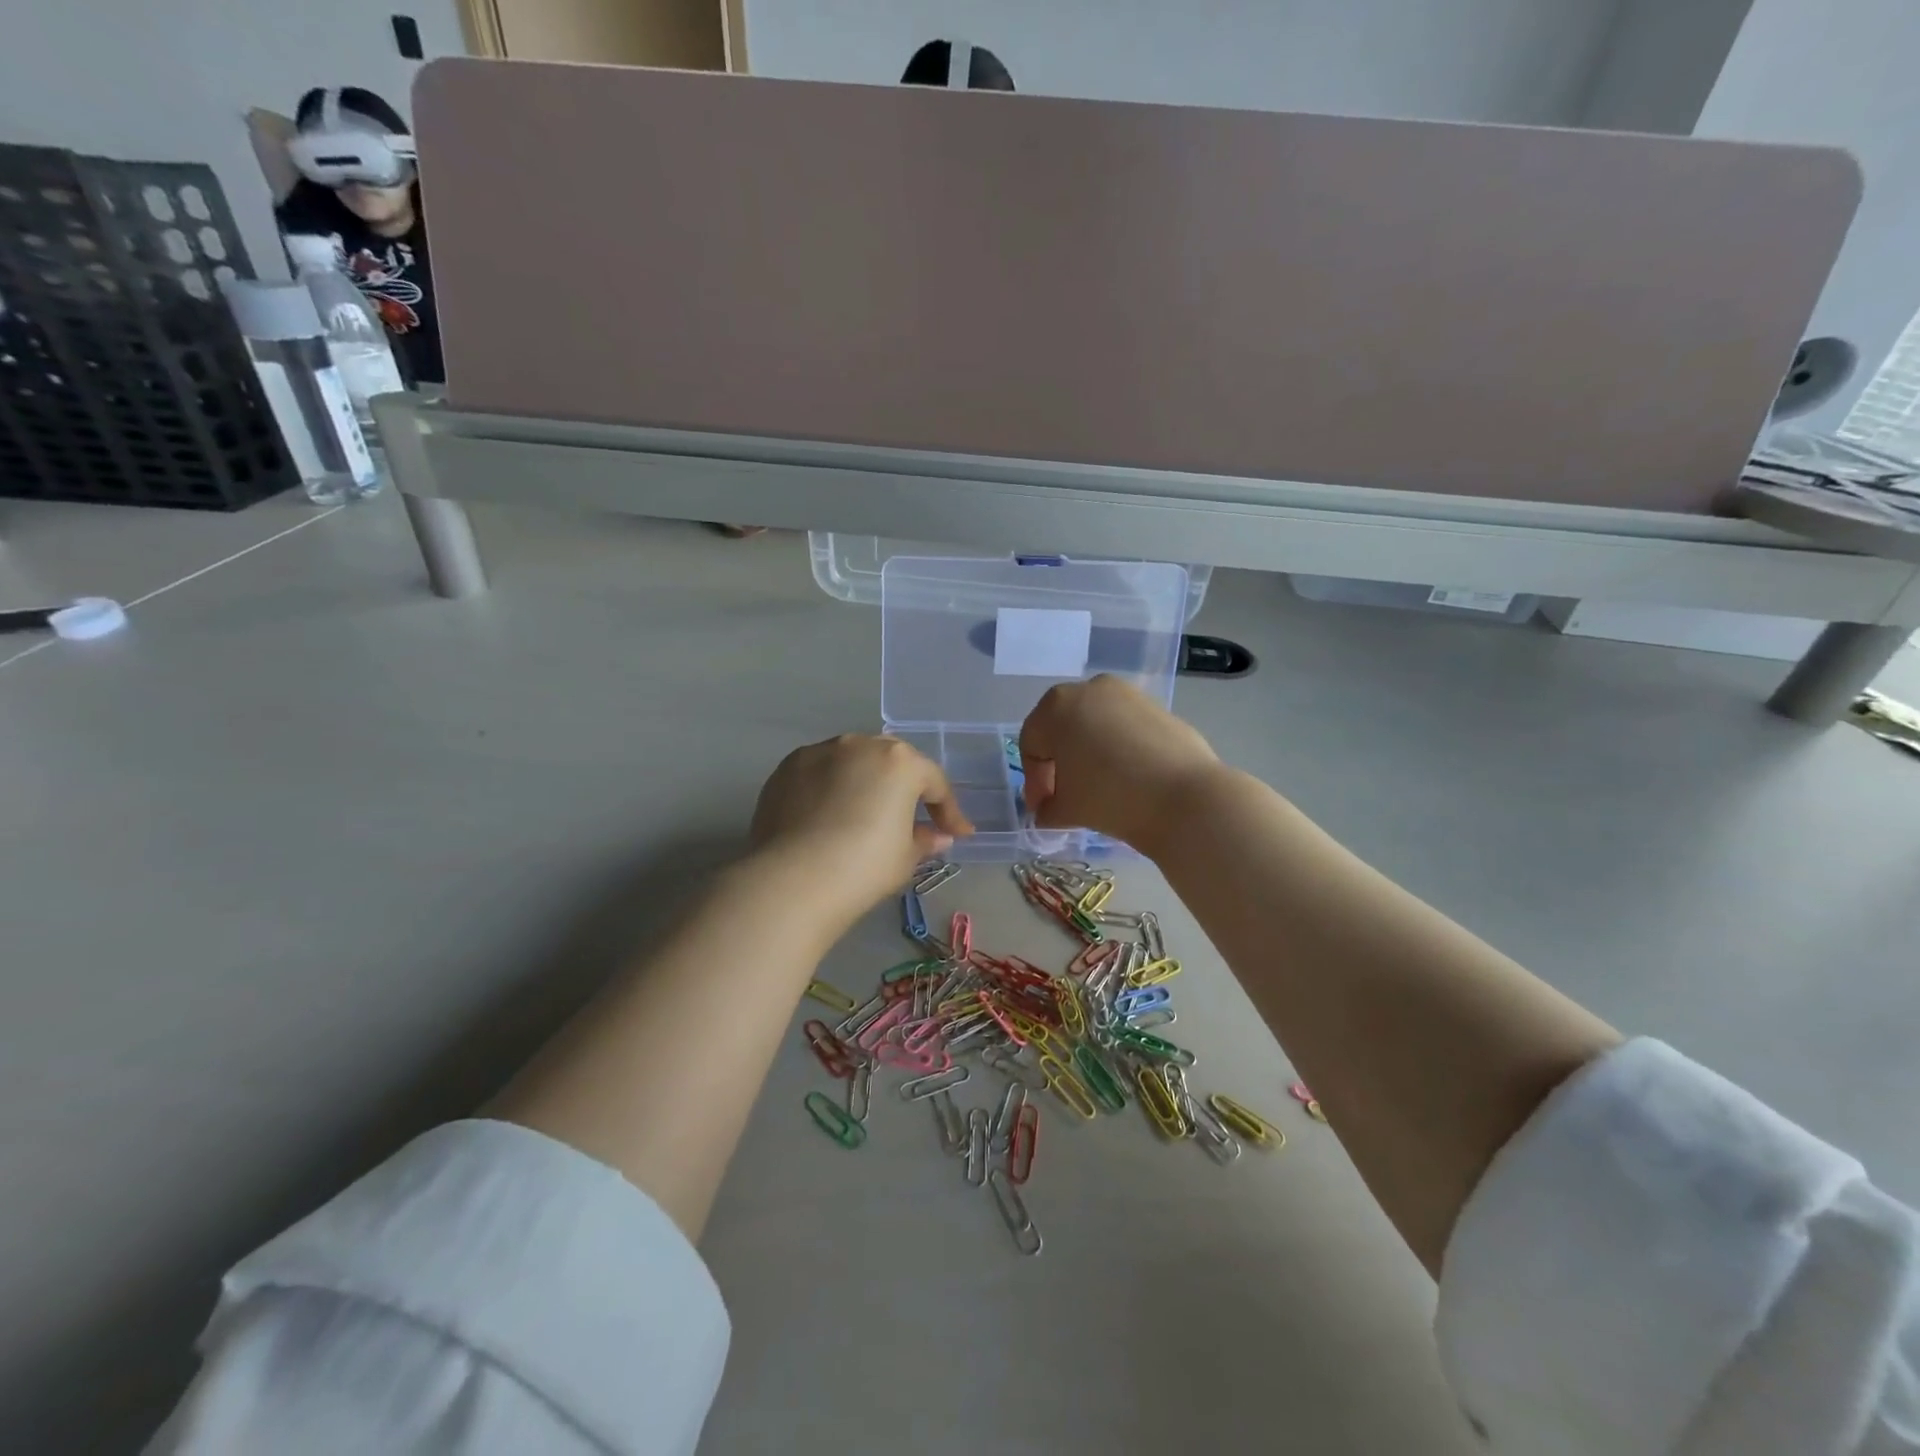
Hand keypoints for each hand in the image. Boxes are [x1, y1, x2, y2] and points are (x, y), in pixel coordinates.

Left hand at [748, 735, 972, 931]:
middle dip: (904, 787)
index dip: (949, 811)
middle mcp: (860, 745)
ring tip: (863, 814)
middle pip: (892, 762)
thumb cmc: (864, 866)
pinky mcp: (786, 768)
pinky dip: (829, 789)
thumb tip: (936, 837)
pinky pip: (819, 773)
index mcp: (900, 762)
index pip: (934, 782)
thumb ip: (924, 840)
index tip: (956, 834)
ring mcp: (819, 752)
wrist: (793, 879)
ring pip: (852, 762)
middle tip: (910, 817)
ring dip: (863, 783)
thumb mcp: (905, 858)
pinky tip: (826, 817)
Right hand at [1020, 676, 1221, 851]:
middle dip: (1059, 763)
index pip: (1032, 745)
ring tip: (1098, 787)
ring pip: (1094, 723)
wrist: (1184, 798)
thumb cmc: (1110, 797)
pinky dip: (1117, 747)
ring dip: (1088, 752)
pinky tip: (1128, 777)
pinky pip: (1123, 726)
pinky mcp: (1157, 706)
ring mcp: (1126, 694)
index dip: (1034, 781)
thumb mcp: (1066, 809)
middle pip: (1061, 728)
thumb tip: (1048, 810)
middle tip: (1065, 797)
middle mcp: (1088, 689)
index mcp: (1055, 707)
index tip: (1044, 809)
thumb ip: (1047, 808)